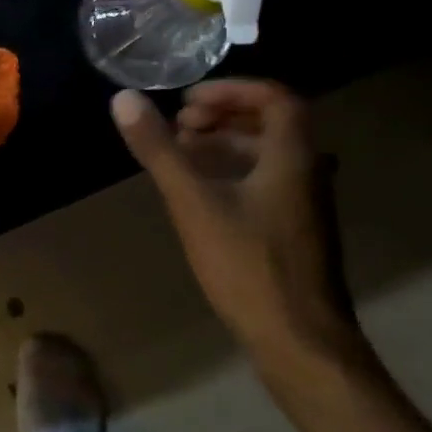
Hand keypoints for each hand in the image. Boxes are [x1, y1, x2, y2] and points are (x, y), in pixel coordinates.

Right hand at [112, 81, 366, 378]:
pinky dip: (233, 171)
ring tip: (182, 152)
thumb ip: (159, 149)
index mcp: (292, 156)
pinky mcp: (296, 231)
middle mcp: (307, 171)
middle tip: (180, 125)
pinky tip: (200, 192)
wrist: (299, 342)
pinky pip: (266, 180)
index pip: (273, 97)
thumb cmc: (248, 266)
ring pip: (267, 154)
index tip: (187, 100)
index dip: (230, 89)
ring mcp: (306, 204)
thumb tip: (124, 99)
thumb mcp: (193, 202)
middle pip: (270, 122)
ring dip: (226, 143)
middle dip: (222, 114)